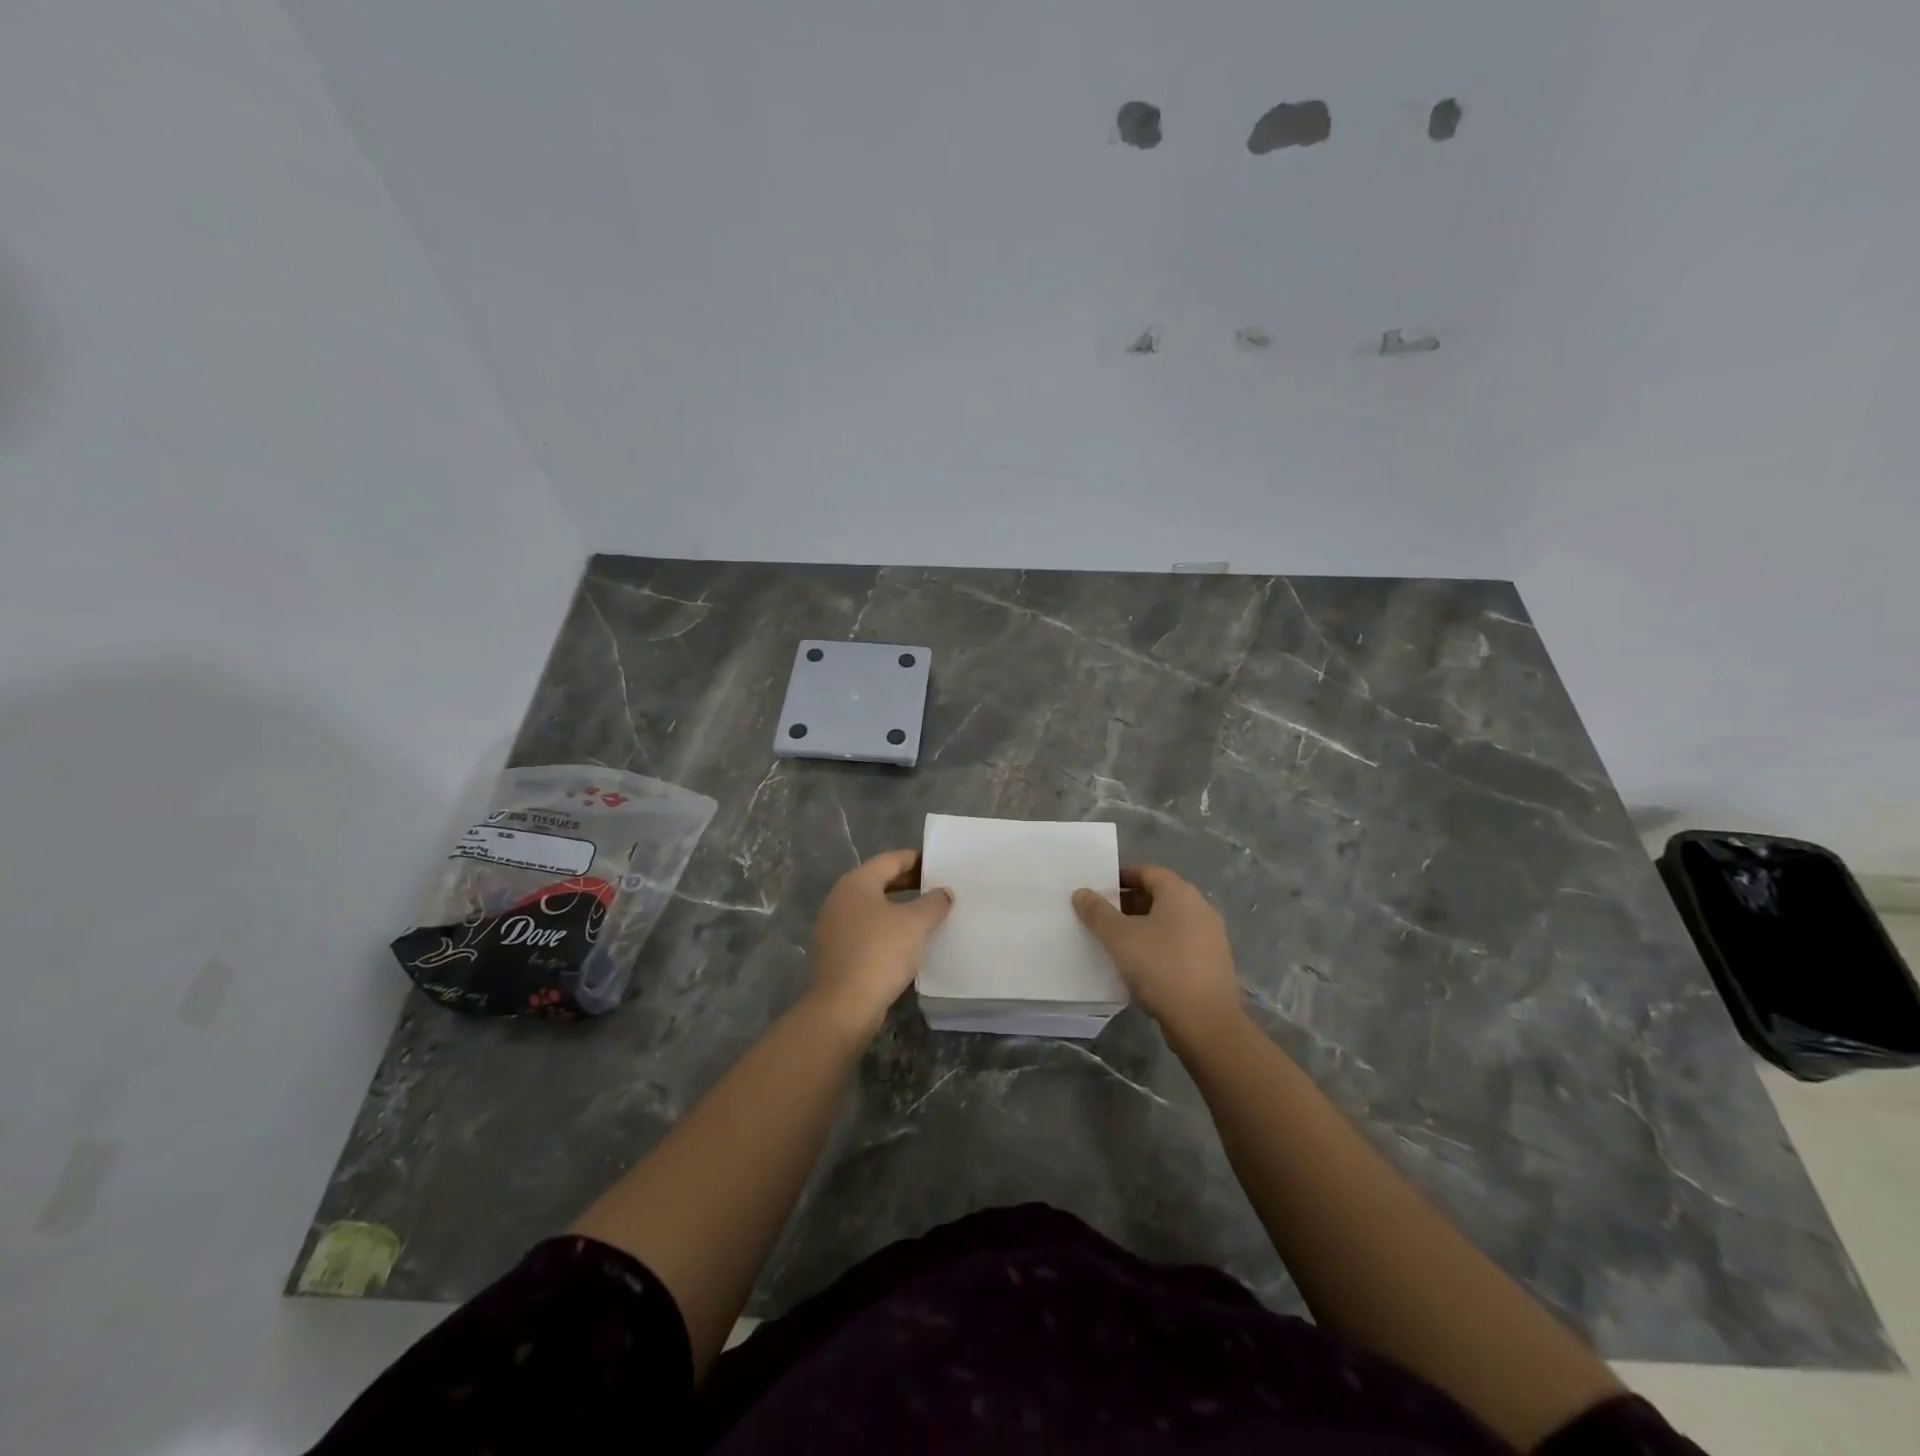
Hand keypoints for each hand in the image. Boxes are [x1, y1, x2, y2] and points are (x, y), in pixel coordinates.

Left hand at [809, 849, 953, 1037]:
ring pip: (873, 909)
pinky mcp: (835, 953)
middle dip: (909, 884)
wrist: (843, 1007)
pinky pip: (866, 932)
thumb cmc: (880, 953)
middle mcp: (840, 899)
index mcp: (856, 883)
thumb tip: (943, 892)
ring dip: (898, 910)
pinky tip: (906, 944)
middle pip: (879, 882)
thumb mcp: (916, 924)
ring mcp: (833, 927)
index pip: (891, 860)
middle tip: (938, 889)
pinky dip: (887, 931)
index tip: (940, 865)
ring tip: (927, 917)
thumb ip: (933, 902)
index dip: (917, 860)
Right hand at [1073, 865, 1241, 1038]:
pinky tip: (1138, 967)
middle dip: (1128, 904)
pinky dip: (1157, 948)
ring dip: (1142, 928)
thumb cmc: (1161, 968)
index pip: (1148, 872)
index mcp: (1180, 894)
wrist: (1206, 1023)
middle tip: (1101, 917)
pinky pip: (1178, 946)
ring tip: (1115, 943)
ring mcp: (1210, 939)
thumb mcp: (1120, 937)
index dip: (1122, 877)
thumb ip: (1097, 912)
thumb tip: (1081, 892)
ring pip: (1168, 923)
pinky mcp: (1211, 965)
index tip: (1098, 890)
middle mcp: (1200, 910)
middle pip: (1159, 897)